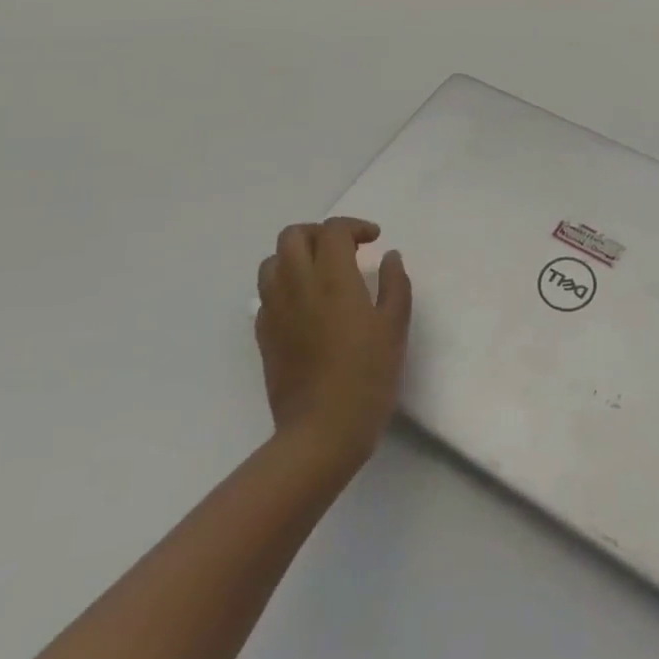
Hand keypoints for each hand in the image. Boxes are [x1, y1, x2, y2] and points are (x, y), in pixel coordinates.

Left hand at [255, 218, 412, 472]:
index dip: (355, 227)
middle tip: (344, 250)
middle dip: (319, 233)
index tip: (374, 240)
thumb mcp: (395, 326)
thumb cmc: (367, 376)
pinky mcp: (264, 335)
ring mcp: (275, 310)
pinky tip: (305, 305)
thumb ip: (395, 284)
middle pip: (293, 236)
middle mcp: (297, 284)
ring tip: (320, 273)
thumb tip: (389, 256)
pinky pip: (266, 294)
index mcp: (332, 277)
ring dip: (296, 257)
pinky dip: (284, 286)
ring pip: (271, 262)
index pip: (333, 230)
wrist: (321, 431)